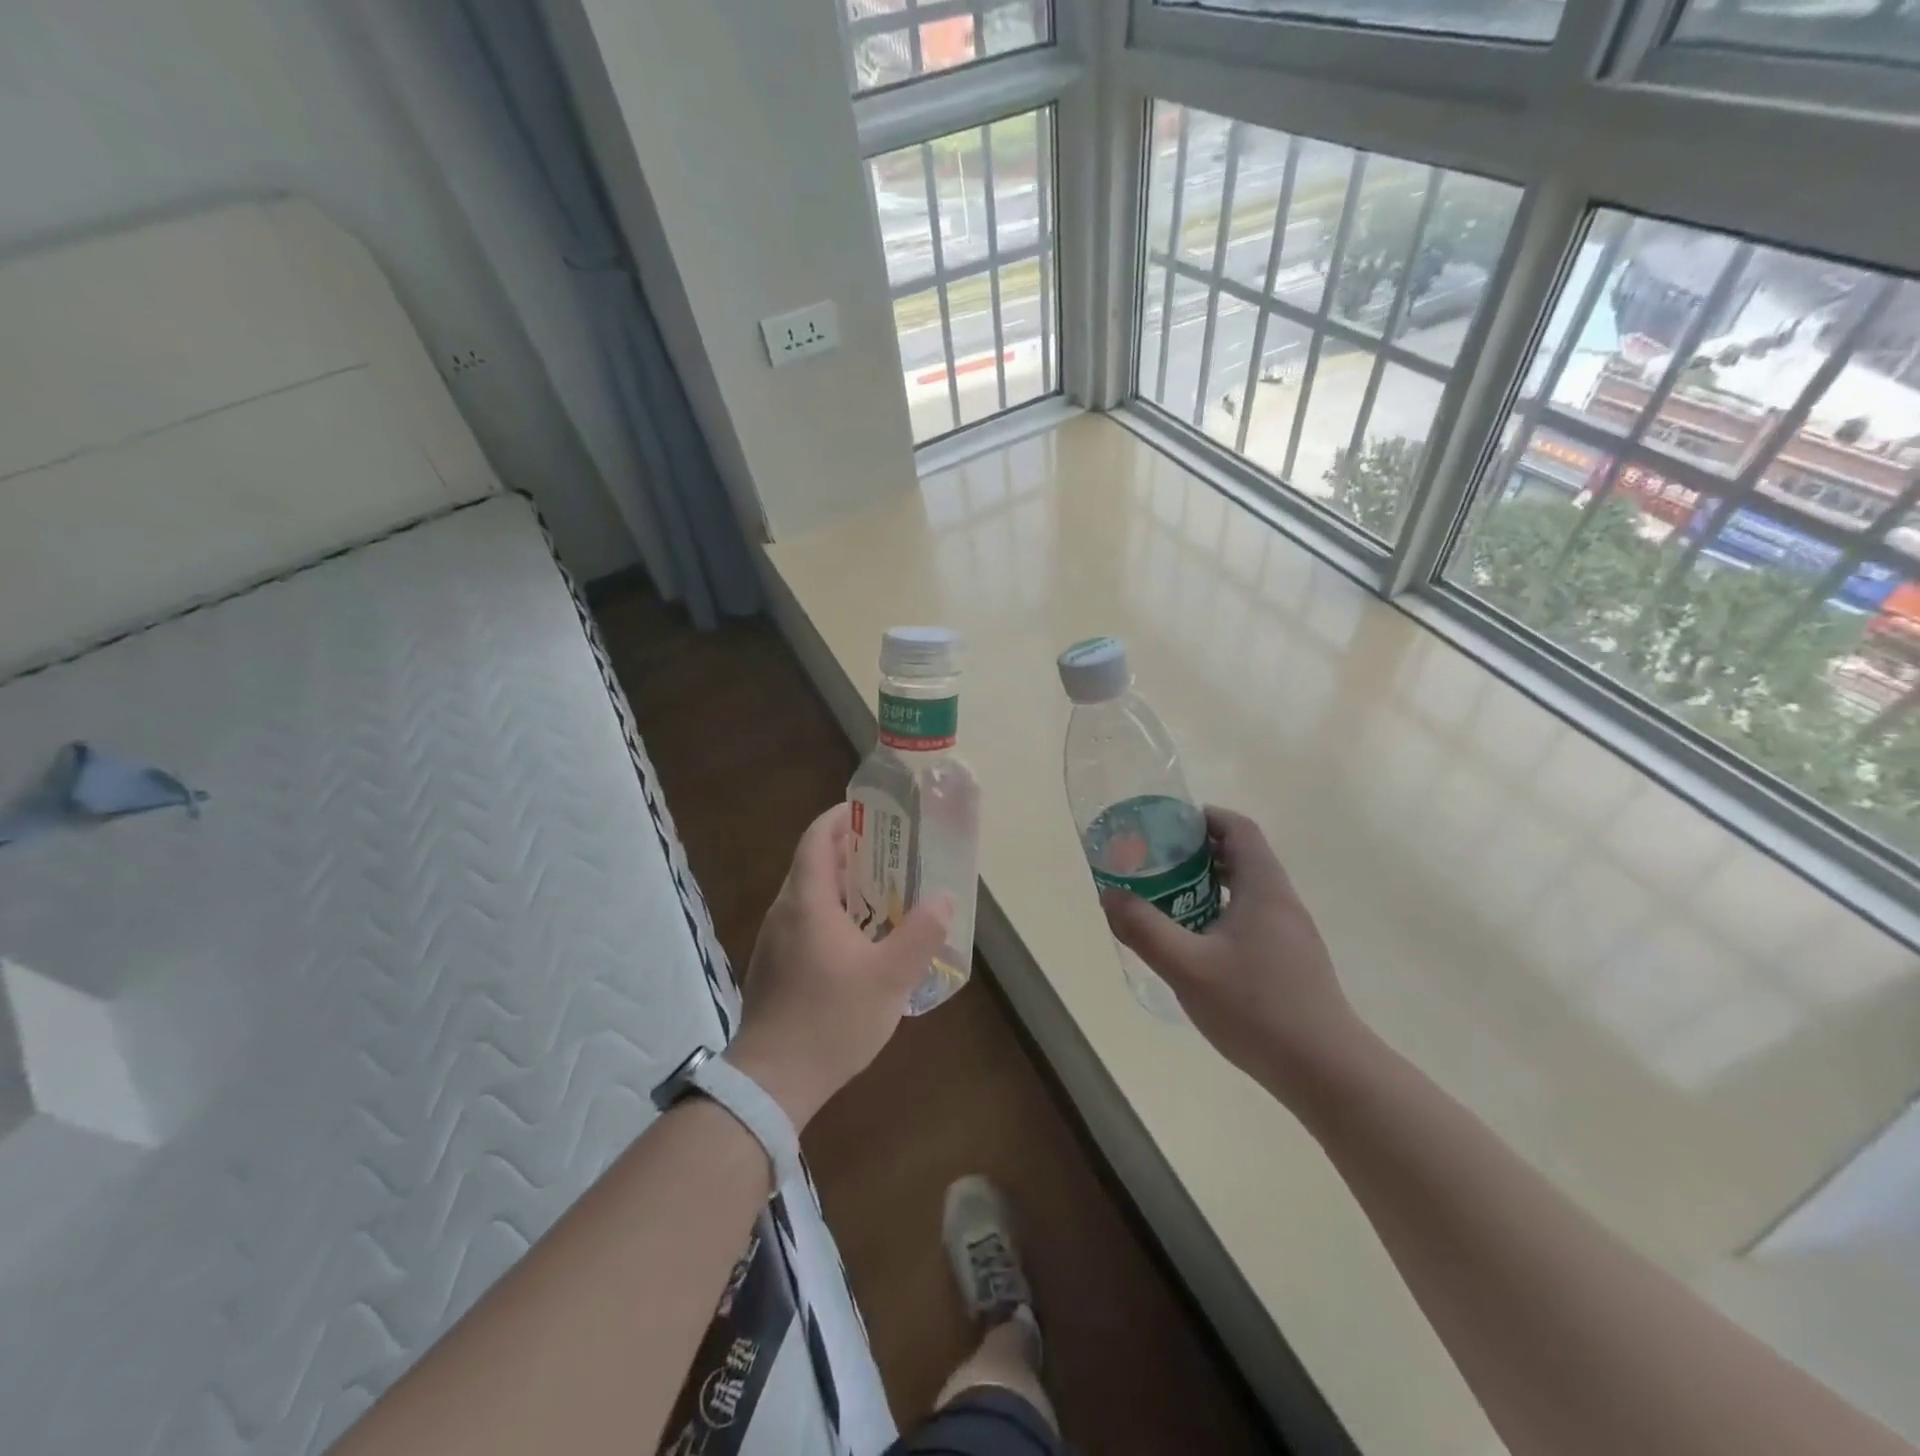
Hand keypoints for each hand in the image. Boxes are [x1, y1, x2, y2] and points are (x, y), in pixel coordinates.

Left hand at [726, 803, 951, 1130]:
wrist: (772, 1082)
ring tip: (885, 894)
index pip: (817, 838)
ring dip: (844, 887)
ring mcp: (774, 941)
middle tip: (894, 854)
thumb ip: (921, 933)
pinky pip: (805, 923)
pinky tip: (861, 941)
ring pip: (810, 897)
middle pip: (814, 864)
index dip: (841, 817)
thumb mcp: (890, 977)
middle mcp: (784, 912)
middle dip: (852, 852)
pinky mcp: (774, 967)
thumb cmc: (832, 1019)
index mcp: (807, 901)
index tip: (871, 811)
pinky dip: (833, 915)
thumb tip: (944, 897)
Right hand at [1101, 806, 1364, 1105]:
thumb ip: (1145, 929)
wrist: (1325, 1071)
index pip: (1240, 829)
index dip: (1206, 817)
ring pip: (1248, 889)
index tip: (1169, 825)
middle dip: (1199, 851)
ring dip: (1209, 884)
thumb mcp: (1187, 967)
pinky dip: (1222, 912)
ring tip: (1169, 899)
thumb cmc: (1256, 1008)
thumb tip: (1109, 895)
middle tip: (1157, 861)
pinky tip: (1198, 943)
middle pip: (1243, 855)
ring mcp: (1292, 933)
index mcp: (1264, 889)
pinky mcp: (1293, 960)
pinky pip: (1253, 917)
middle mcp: (1282, 902)